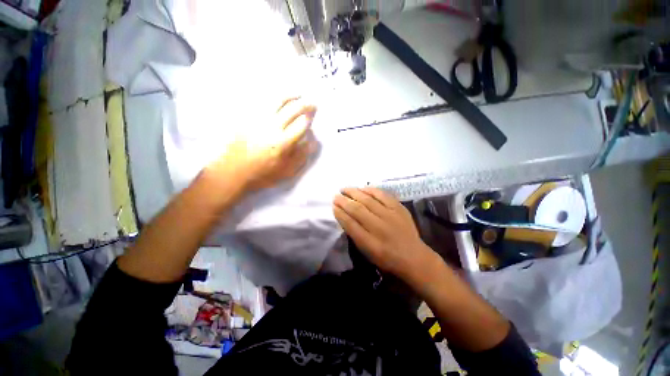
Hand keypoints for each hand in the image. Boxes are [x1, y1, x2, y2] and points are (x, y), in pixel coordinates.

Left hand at [206, 98, 317, 192]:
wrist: (233, 171)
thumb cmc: (263, 174)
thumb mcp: (287, 171)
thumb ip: (301, 156)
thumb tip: (311, 140)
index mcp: (282, 143)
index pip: (301, 124)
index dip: (309, 119)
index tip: (313, 118)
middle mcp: (271, 127)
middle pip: (292, 109)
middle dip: (305, 104)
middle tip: (312, 104)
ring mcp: (258, 120)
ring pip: (277, 100)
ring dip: (291, 95)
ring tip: (298, 94)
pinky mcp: (247, 117)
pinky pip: (262, 101)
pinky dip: (274, 97)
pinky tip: (279, 98)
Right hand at [333, 187, 434, 279]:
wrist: (414, 257)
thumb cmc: (387, 258)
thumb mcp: (367, 253)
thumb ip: (355, 235)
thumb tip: (344, 216)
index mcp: (370, 243)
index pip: (350, 224)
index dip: (340, 213)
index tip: (333, 206)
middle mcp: (379, 227)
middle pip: (357, 209)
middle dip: (344, 201)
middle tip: (336, 196)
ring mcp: (390, 216)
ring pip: (368, 200)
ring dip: (354, 192)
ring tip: (345, 189)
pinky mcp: (399, 208)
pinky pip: (383, 195)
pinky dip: (371, 190)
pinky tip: (363, 188)